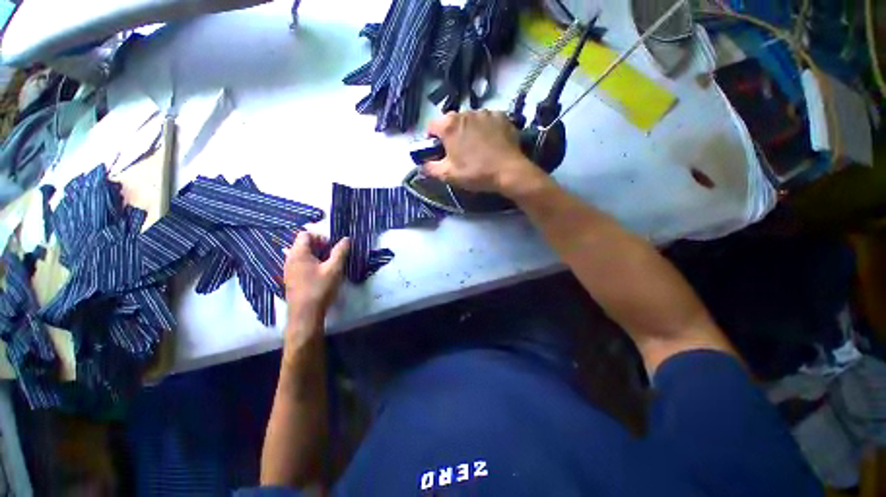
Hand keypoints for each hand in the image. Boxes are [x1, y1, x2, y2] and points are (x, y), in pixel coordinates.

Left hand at [283, 232, 349, 331]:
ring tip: (328, 264)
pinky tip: (320, 273)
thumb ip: (340, 252)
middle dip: (319, 245)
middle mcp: (290, 259)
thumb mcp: (334, 269)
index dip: (320, 236)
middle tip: (332, 254)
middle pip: (303, 244)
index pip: (305, 234)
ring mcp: (289, 270)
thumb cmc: (320, 288)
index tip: (331, 246)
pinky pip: (300, 264)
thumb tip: (346, 239)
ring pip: (302, 255)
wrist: (305, 314)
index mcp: (298, 253)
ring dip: (316, 255)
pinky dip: (311, 263)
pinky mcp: (291, 279)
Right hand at [423, 110, 540, 195]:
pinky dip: (484, 129)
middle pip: (451, 122)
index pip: (431, 126)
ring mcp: (485, 112)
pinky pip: (486, 121)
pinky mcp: (501, 116)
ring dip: (468, 131)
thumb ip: (430, 168)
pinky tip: (490, 143)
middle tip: (457, 153)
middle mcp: (466, 112)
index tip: (438, 152)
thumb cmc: (475, 173)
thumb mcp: (448, 175)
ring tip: (476, 149)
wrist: (509, 171)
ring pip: (469, 120)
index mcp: (449, 125)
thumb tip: (421, 165)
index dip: (432, 140)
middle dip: (451, 135)